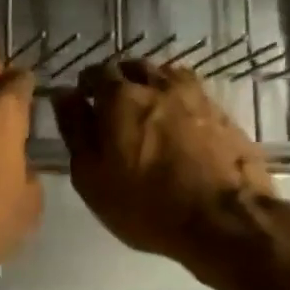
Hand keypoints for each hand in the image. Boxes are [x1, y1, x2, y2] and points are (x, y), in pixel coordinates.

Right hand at [50, 61, 273, 280]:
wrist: (225, 221)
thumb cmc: (145, 205)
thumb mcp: (91, 176)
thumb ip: (75, 130)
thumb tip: (64, 96)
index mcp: (120, 96)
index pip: (94, 73)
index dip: (85, 87)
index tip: (82, 105)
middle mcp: (158, 84)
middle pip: (131, 69)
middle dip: (117, 83)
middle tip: (112, 112)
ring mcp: (195, 95)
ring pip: (164, 77)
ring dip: (150, 88)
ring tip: (145, 116)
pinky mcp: (222, 113)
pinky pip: (190, 95)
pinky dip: (177, 103)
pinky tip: (176, 126)